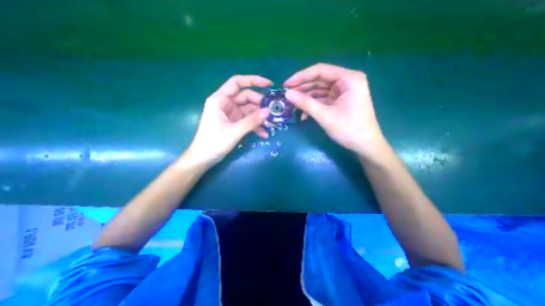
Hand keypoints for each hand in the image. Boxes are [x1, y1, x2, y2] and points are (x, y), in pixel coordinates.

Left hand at [187, 75, 271, 167]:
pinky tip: (264, 133)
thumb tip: (268, 111)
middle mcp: (226, 104)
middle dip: (260, 104)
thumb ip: (252, 121)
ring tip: (272, 124)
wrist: (204, 158)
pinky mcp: (234, 123)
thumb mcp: (234, 131)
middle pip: (246, 97)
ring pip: (249, 110)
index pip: (237, 83)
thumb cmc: (214, 143)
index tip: (268, 84)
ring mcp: (231, 114)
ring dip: (260, 117)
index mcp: (220, 100)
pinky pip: (247, 121)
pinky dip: (255, 126)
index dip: (253, 80)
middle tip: (272, 112)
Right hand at [285, 63, 381, 156]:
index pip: (320, 70)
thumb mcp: (325, 116)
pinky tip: (303, 115)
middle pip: (319, 80)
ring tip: (292, 106)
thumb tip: (287, 94)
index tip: (286, 85)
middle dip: (302, 89)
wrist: (365, 146)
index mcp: (348, 79)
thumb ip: (306, 103)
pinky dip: (313, 105)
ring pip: (320, 90)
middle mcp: (347, 81)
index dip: (301, 77)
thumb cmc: (349, 130)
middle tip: (287, 96)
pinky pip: (323, 99)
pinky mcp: (340, 101)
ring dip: (306, 99)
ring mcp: (343, 92)